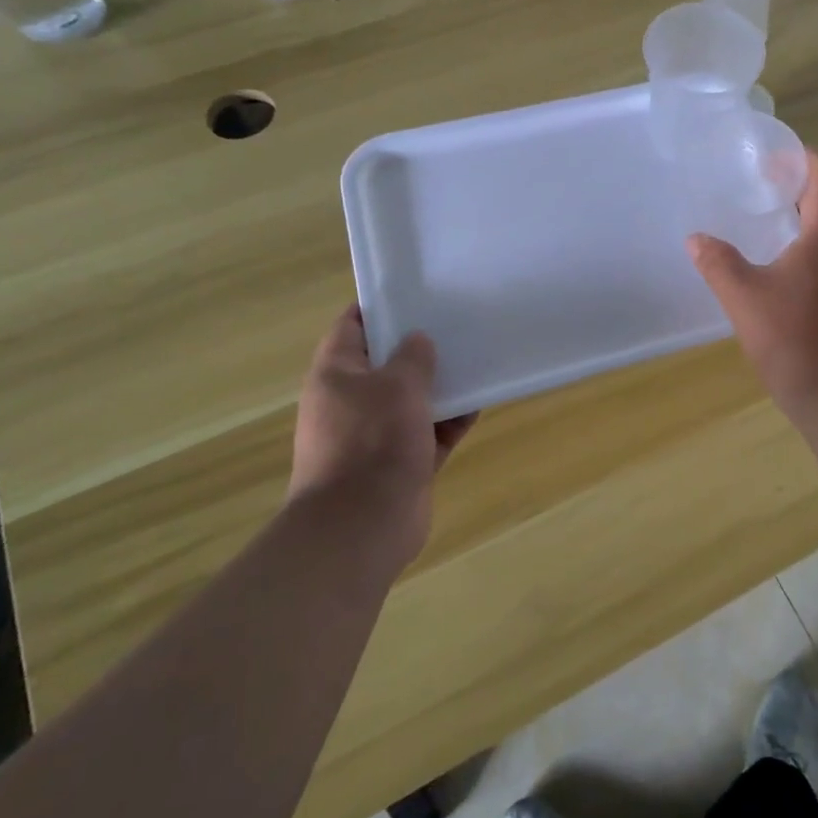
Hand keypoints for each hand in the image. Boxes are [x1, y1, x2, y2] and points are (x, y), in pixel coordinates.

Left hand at [287, 306, 476, 568]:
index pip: (352, 326)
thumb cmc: (372, 442)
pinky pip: (430, 432)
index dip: (380, 306)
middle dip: (420, 346)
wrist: (362, 526)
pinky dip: (451, 420)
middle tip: (457, 323)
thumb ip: (413, 356)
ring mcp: (376, 434)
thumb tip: (419, 339)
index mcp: (337, 374)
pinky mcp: (400, 463)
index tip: (416, 292)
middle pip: (387, 363)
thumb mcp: (397, 385)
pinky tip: (480, 403)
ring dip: (441, 385)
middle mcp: (352, 401)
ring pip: (412, 399)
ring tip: (477, 359)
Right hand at [688, 150, 817, 421]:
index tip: (770, 162)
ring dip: (807, 220)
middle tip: (761, 191)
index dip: (802, 159)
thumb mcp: (744, 298)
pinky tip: (786, 272)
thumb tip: (696, 239)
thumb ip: (718, 263)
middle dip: (799, 188)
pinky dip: (814, 250)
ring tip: (769, 228)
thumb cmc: (794, 340)